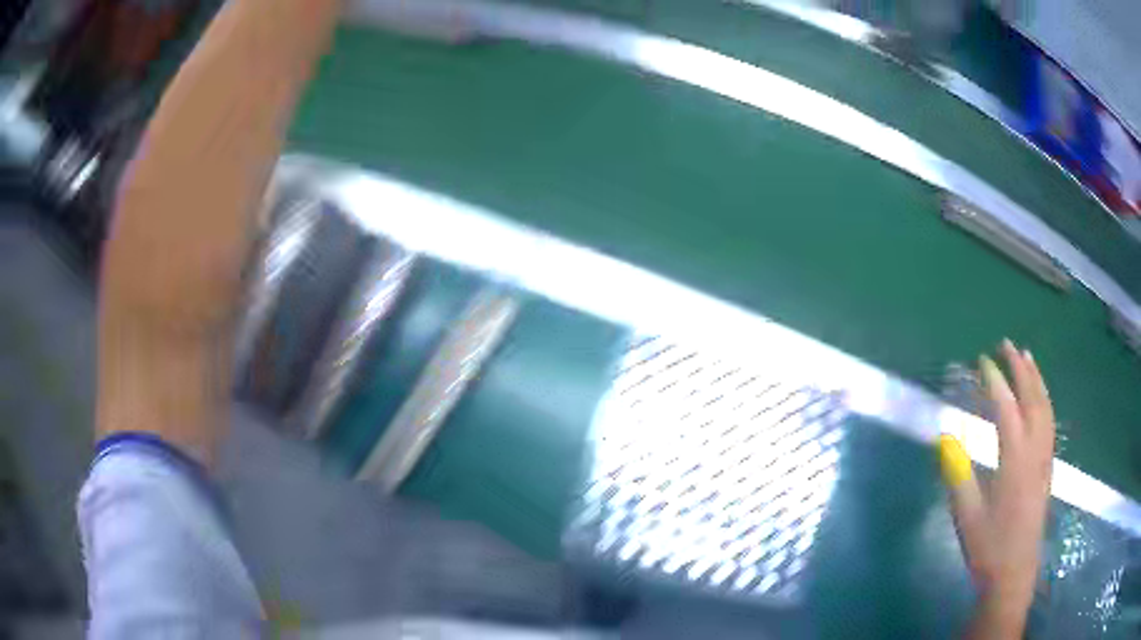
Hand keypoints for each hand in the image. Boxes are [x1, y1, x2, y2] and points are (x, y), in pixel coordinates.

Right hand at [939, 340, 1054, 637]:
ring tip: (1026, 357)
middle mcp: (1035, 452)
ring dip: (1036, 378)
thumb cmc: (988, 549)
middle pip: (1032, 399)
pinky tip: (1039, 396)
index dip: (995, 382)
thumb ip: (958, 476)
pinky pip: (1049, 421)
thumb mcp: (967, 518)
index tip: (982, 360)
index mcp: (1015, 463)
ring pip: (1045, 408)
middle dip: (1020, 368)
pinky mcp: (1048, 468)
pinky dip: (1044, 399)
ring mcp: (1045, 459)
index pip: (1006, 410)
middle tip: (1007, 344)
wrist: (1014, 575)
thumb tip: (945, 439)